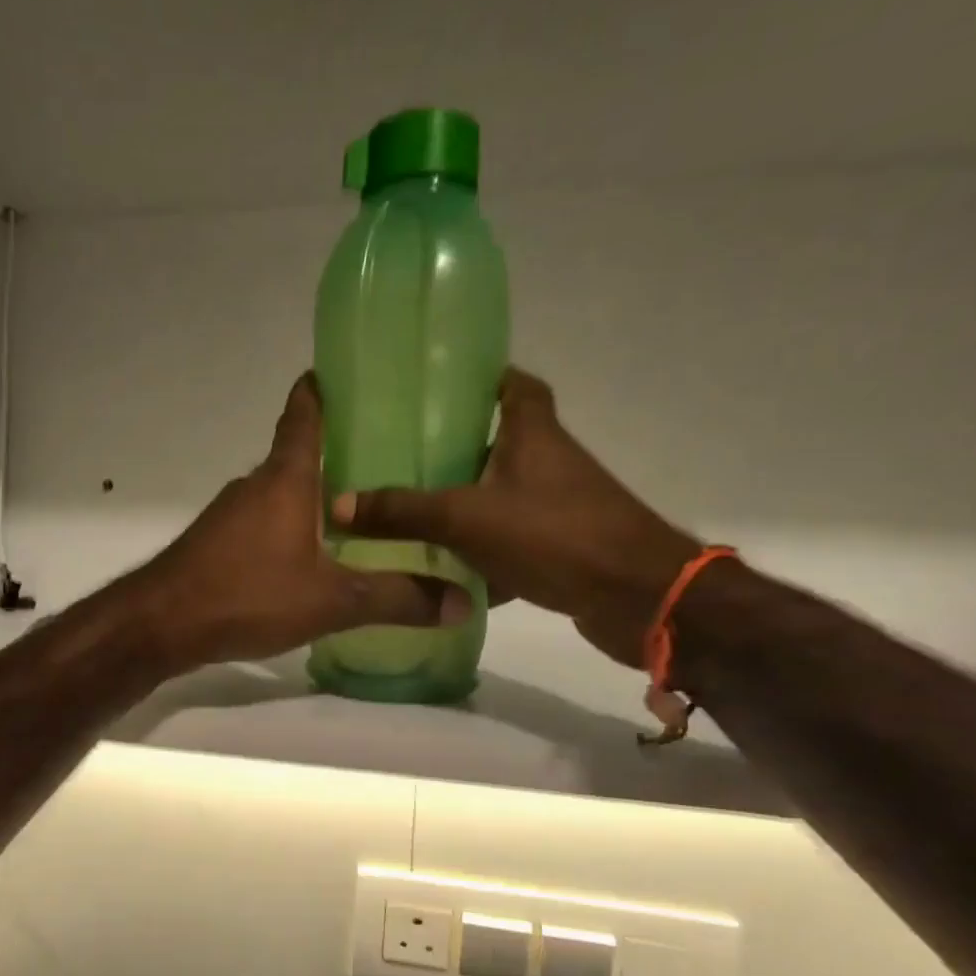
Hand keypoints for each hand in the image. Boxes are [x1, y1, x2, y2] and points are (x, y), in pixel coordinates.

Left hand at [134, 374, 468, 668]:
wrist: (161, 624)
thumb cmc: (247, 594)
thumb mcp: (331, 600)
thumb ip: (395, 599)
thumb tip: (461, 601)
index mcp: (285, 479)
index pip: (303, 415)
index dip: (321, 391)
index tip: (346, 373)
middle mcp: (255, 486)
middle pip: (298, 456)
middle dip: (338, 453)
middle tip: (389, 460)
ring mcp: (230, 516)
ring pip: (281, 494)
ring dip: (314, 497)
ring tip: (361, 512)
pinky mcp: (217, 545)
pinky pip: (264, 524)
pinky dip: (291, 528)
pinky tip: (313, 557)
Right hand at [331, 369, 699, 667]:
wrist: (639, 598)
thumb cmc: (555, 534)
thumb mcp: (465, 518)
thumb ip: (402, 511)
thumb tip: (337, 503)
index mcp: (532, 435)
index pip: (515, 385)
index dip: (483, 378)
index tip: (441, 386)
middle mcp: (549, 463)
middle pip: (501, 442)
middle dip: (457, 449)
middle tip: (404, 457)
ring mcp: (559, 508)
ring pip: (502, 496)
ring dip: (466, 504)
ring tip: (411, 513)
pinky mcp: (562, 549)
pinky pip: (511, 543)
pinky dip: (483, 555)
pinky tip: (445, 574)